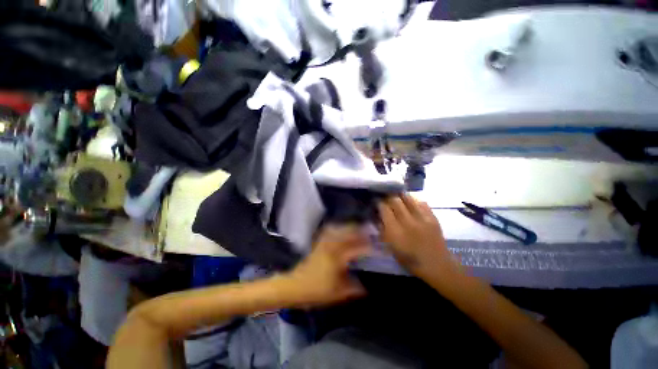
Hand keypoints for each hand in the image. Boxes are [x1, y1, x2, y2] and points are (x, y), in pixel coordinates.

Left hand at [285, 225, 370, 306]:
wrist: (295, 286)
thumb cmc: (317, 290)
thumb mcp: (339, 293)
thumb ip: (355, 289)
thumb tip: (368, 287)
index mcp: (338, 257)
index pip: (358, 248)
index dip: (369, 247)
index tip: (379, 247)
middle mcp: (332, 245)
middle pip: (348, 232)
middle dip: (361, 231)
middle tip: (371, 232)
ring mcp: (324, 242)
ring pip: (340, 229)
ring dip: (350, 227)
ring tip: (359, 229)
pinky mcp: (319, 243)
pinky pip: (330, 231)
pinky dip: (338, 228)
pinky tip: (342, 230)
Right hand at [378, 195, 459, 278]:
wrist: (436, 265)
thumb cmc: (409, 258)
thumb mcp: (390, 246)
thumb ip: (382, 229)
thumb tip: (377, 215)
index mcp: (395, 231)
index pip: (384, 208)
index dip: (378, 202)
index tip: (376, 202)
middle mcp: (408, 221)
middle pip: (395, 200)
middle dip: (387, 197)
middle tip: (385, 198)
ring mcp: (422, 218)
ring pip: (408, 197)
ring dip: (400, 196)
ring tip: (397, 197)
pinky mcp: (432, 217)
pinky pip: (420, 201)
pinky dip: (413, 200)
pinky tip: (410, 204)